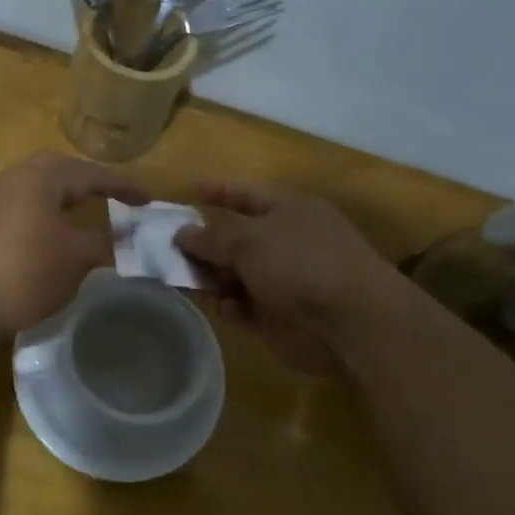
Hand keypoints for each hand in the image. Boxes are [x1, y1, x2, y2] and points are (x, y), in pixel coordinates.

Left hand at [0, 152, 149, 340]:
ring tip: (85, 222)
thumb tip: (121, 239)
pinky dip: (43, 223)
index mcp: (39, 176)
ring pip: (36, 195)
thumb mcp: (76, 258)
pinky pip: (21, 215)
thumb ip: (103, 243)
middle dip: (87, 186)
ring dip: (63, 206)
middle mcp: (12, 180)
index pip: (91, 173)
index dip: (123, 187)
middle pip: (58, 174)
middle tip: (112, 199)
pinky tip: (50, 245)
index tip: (149, 200)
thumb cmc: (24, 269)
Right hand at [175, 183, 407, 374]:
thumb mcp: (249, 239)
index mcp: (288, 211)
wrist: (350, 322)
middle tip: (165, 249)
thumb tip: (182, 233)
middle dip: (203, 243)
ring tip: (181, 280)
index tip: (188, 192)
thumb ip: (211, 237)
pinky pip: (243, 306)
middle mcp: (285, 242)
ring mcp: (283, 280)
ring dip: (210, 278)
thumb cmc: (300, 263)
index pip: (246, 195)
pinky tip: (220, 307)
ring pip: (234, 275)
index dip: (218, 192)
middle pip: (235, 239)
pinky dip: (230, 306)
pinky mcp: (279, 316)